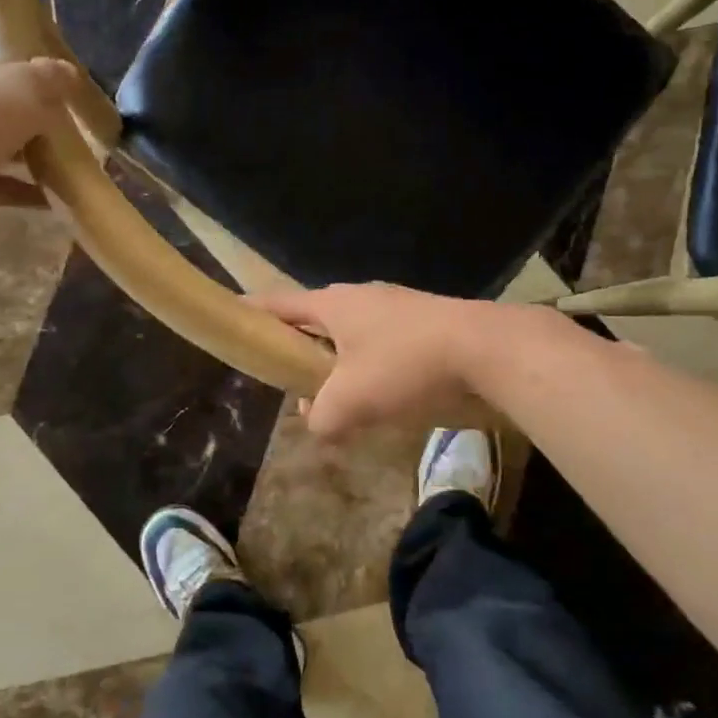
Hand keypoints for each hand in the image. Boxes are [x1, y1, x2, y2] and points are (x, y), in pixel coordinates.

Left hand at [0, 45, 78, 212]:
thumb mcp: (28, 83)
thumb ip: (52, 76)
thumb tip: (69, 73)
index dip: (22, 78)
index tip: (51, 97)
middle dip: (27, 122)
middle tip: (60, 133)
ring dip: (26, 158)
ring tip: (63, 168)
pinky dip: (22, 189)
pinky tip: (52, 197)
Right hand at [253, 283, 510, 439]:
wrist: (487, 350)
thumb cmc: (406, 366)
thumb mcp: (351, 401)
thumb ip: (320, 416)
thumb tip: (316, 420)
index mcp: (334, 303)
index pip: (279, 303)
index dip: (252, 312)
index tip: (231, 317)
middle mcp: (361, 296)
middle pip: (316, 319)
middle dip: (299, 347)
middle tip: (287, 378)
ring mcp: (396, 307)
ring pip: (352, 335)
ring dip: (339, 363)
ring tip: (336, 398)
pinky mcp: (425, 324)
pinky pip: (382, 344)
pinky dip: (371, 368)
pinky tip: (382, 397)